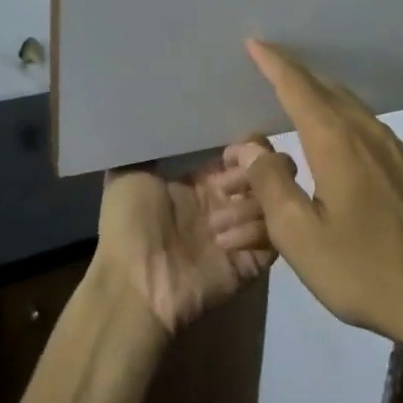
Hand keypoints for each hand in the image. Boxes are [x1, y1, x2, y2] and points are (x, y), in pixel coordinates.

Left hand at [94, 162, 274, 335]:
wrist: (133, 285)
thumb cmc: (129, 227)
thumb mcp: (127, 174)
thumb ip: (149, 146)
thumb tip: (158, 117)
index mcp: (202, 182)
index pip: (243, 154)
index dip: (248, 146)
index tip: (235, 150)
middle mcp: (227, 204)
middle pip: (268, 173)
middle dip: (257, 169)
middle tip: (232, 182)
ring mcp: (242, 232)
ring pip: (274, 201)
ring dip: (249, 205)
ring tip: (216, 223)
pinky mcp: (253, 260)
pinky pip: (274, 236)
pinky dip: (254, 232)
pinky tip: (224, 242)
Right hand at [226, 39, 402, 350]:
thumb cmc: (363, 269)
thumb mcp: (300, 235)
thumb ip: (271, 185)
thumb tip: (252, 147)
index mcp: (337, 142)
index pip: (298, 88)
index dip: (274, 64)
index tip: (254, 43)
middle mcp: (368, 133)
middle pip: (326, 90)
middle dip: (295, 76)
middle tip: (268, 68)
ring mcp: (394, 150)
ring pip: (349, 107)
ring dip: (319, 97)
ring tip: (295, 98)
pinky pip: (364, 127)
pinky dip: (339, 119)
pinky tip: (332, 137)